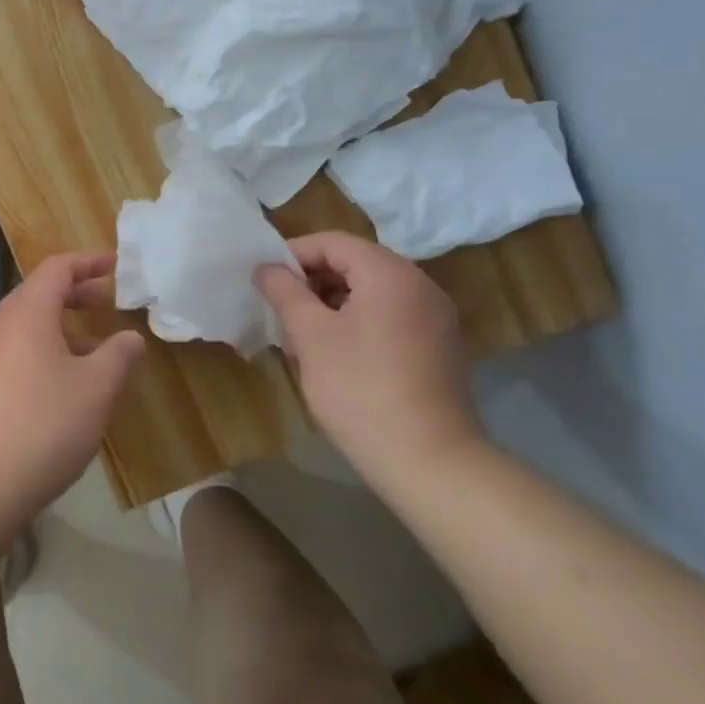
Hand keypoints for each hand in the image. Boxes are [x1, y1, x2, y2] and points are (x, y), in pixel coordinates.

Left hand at [0, 252, 145, 524]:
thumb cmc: (45, 424)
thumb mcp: (96, 388)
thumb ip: (119, 355)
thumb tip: (130, 338)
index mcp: (27, 313)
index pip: (58, 268)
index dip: (89, 262)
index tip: (117, 265)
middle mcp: (0, 326)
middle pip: (40, 294)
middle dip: (77, 294)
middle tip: (109, 303)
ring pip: (28, 326)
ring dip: (63, 327)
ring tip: (96, 350)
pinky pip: (17, 352)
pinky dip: (46, 351)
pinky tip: (66, 386)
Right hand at [255, 231, 485, 483]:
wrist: (429, 461)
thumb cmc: (360, 390)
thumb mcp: (312, 337)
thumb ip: (286, 293)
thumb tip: (267, 268)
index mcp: (390, 273)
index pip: (333, 242)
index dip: (293, 255)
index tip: (264, 280)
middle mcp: (420, 284)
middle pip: (355, 263)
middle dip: (313, 281)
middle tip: (280, 309)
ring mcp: (435, 317)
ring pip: (372, 292)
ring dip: (333, 303)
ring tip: (303, 335)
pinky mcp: (440, 346)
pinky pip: (391, 316)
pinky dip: (359, 322)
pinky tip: (337, 355)